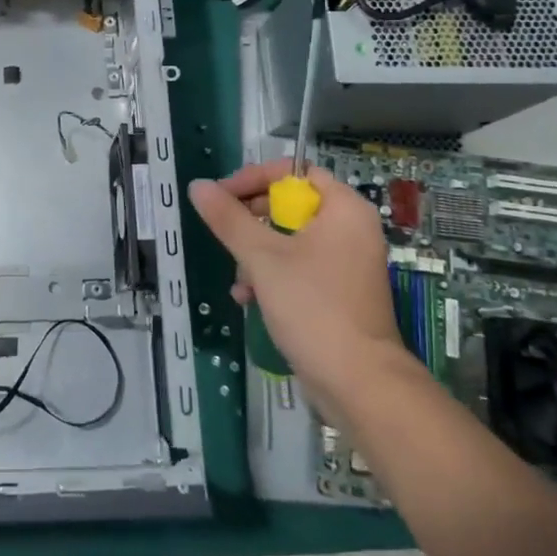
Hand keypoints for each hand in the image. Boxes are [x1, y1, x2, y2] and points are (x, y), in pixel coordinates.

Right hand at [188, 159, 405, 408]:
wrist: (358, 383)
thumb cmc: (313, 306)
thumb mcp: (262, 257)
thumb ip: (228, 218)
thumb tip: (198, 186)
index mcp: (344, 209)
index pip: (294, 172)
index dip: (254, 179)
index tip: (222, 197)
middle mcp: (351, 229)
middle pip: (290, 206)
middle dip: (251, 223)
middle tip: (225, 234)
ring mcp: (347, 262)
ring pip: (290, 240)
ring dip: (256, 255)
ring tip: (239, 280)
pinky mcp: (339, 292)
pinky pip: (299, 267)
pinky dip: (272, 276)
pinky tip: (249, 298)